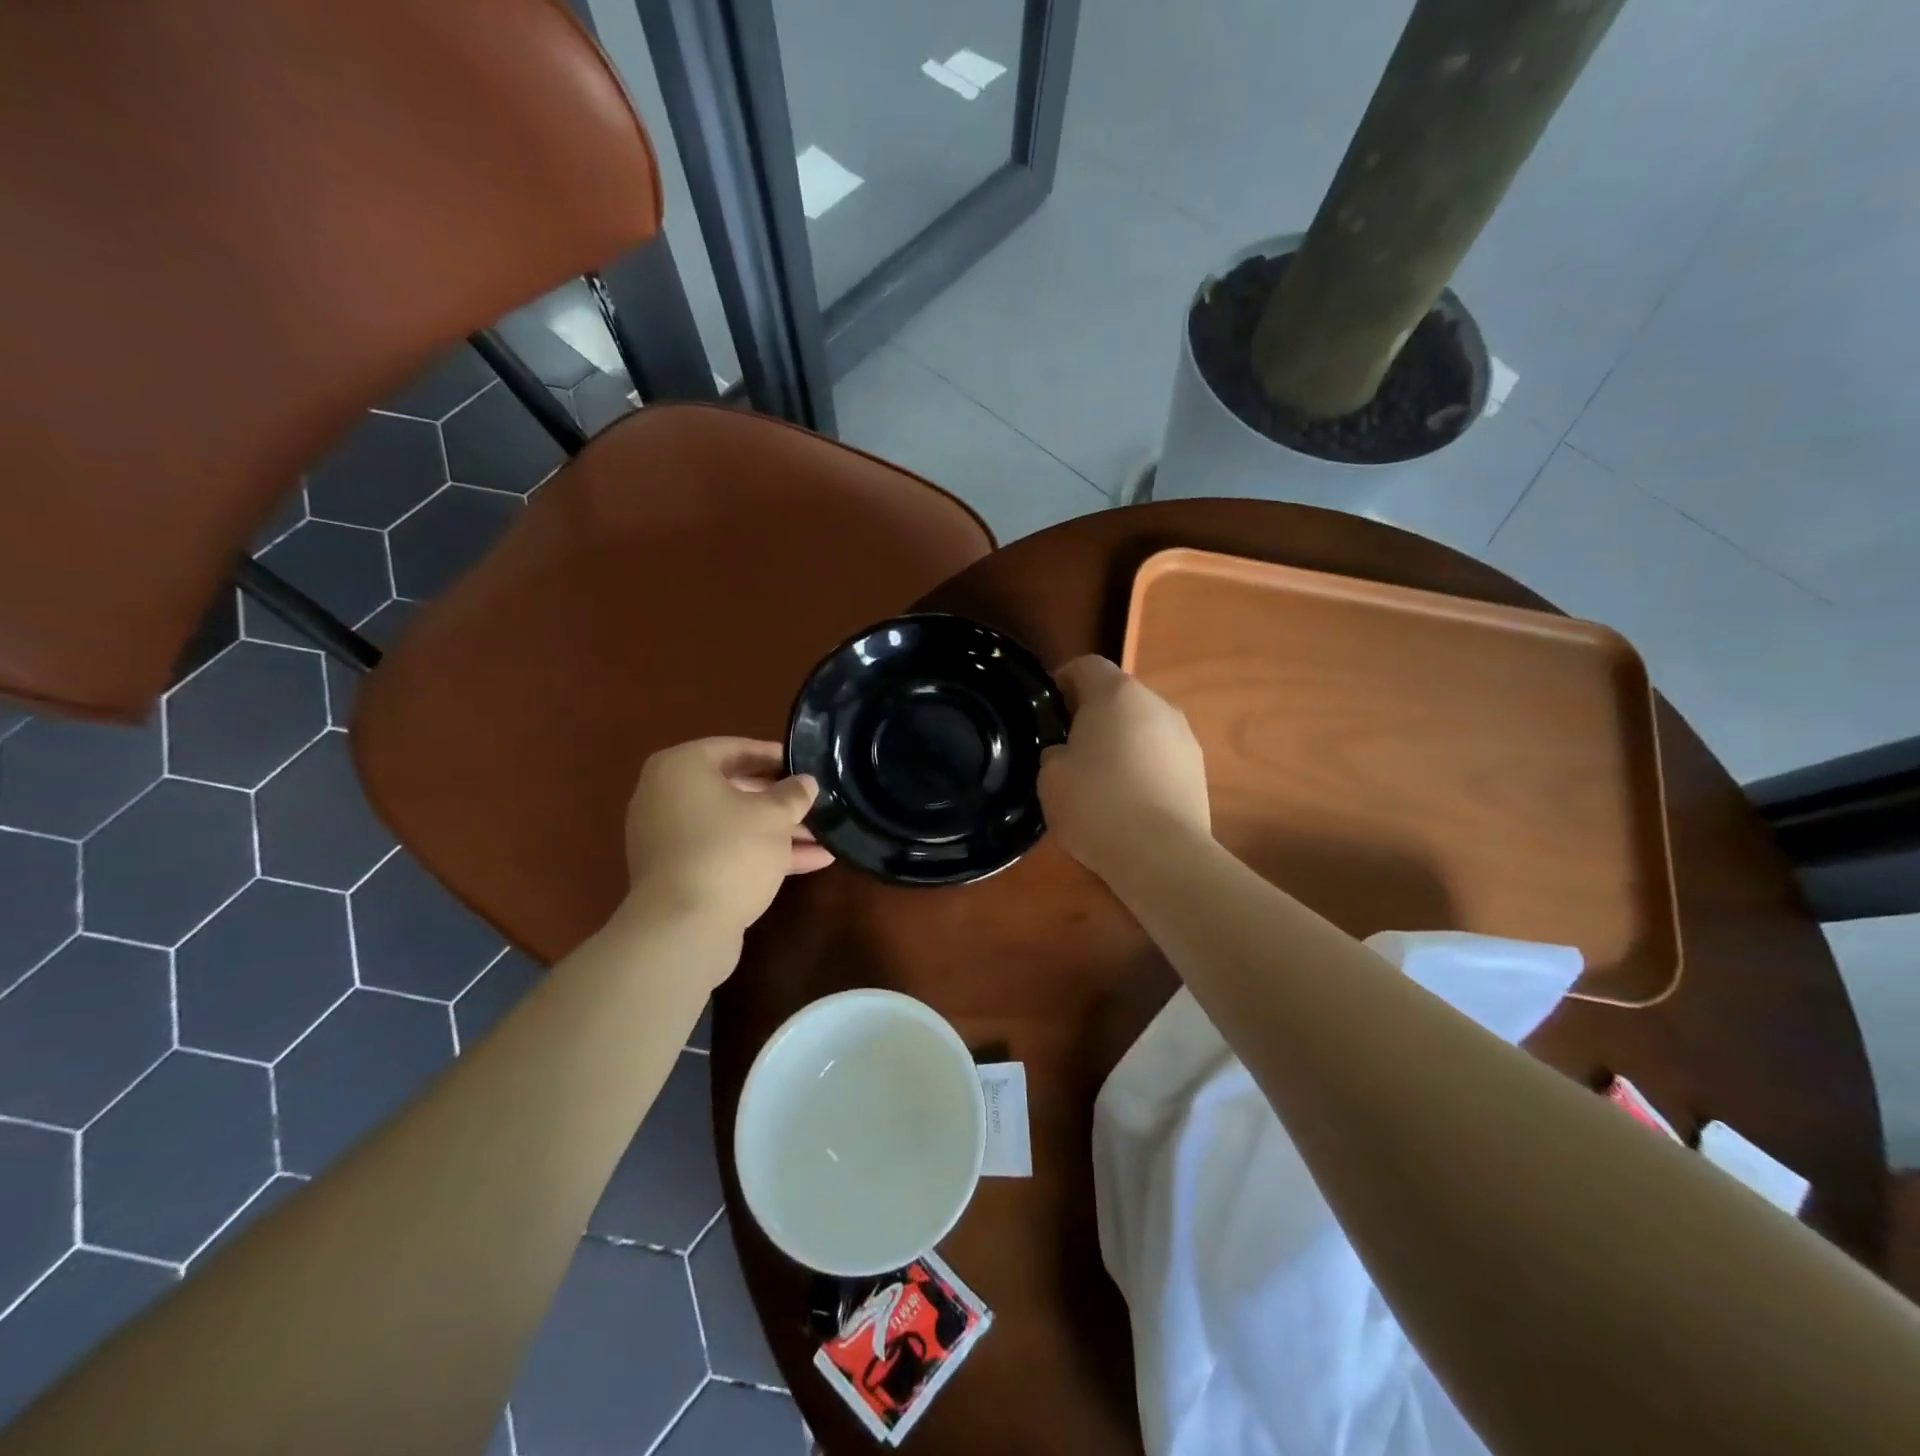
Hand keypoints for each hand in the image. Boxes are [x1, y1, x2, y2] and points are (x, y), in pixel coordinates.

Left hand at [624, 738, 831, 935]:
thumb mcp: (773, 816)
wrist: (682, 927)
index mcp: (680, 768)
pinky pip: (725, 851)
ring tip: (826, 836)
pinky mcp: (679, 873)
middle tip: (815, 801)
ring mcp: (670, 838)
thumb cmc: (728, 850)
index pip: (734, 748)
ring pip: (733, 824)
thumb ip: (793, 794)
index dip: (773, 755)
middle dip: (780, 800)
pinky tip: (812, 862)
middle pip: (733, 789)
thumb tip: (806, 783)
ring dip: (778, 831)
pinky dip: (761, 853)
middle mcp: (666, 796)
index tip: (805, 764)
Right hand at [1039, 656, 1209, 879]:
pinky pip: (1161, 754)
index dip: (1064, 678)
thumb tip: (1068, 753)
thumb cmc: (1097, 805)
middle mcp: (1156, 704)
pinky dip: (1143, 765)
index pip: (1087, 665)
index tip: (1049, 704)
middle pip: (1119, 695)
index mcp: (1116, 694)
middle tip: (1071, 744)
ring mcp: (1184, 736)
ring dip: (1122, 739)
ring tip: (1102, 775)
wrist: (1162, 854)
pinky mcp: (1199, 769)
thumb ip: (1055, 753)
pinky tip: (1129, 798)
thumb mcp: (1051, 778)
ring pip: (1143, 725)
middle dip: (1094, 712)